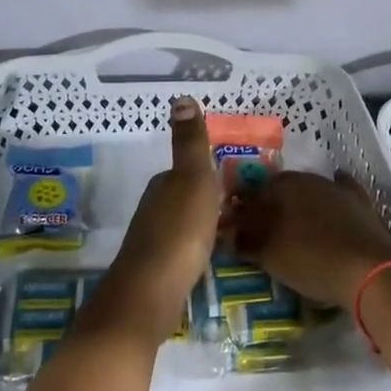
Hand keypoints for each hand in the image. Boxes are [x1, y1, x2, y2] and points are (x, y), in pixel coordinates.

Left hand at [81, 97, 218, 344]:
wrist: (150, 293)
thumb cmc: (178, 232)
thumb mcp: (193, 179)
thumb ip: (189, 143)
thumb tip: (181, 97)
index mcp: (163, 184)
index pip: (187, 170)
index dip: (208, 173)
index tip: (235, 181)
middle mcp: (153, 208)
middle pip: (183, 196)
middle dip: (206, 199)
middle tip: (240, 207)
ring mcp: (152, 240)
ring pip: (181, 223)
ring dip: (200, 224)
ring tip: (229, 233)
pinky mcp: (156, 270)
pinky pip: (181, 249)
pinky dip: (194, 249)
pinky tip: (207, 260)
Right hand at [223, 170, 390, 310]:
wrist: (369, 270)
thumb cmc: (312, 261)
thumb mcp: (271, 256)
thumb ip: (247, 242)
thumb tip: (229, 233)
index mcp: (280, 188)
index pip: (250, 194)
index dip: (239, 210)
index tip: (230, 226)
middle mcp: (306, 180)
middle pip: (278, 190)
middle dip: (266, 205)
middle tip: (258, 226)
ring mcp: (335, 189)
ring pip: (307, 191)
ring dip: (296, 203)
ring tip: (290, 224)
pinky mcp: (359, 202)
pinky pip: (340, 192)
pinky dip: (329, 199)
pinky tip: (327, 206)